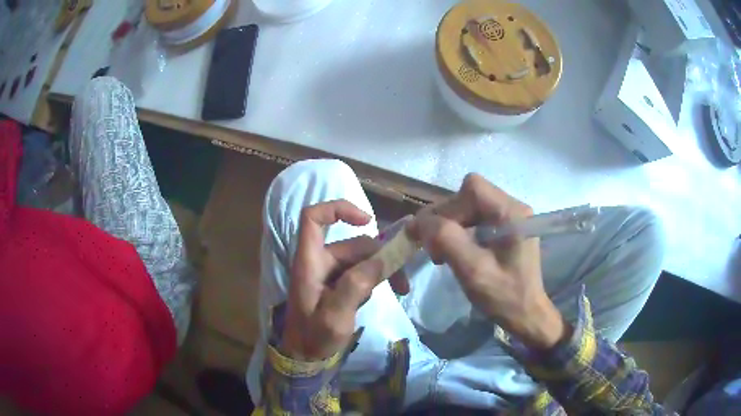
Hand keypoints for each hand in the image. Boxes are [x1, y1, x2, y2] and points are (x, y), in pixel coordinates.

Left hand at [282, 200, 401, 360]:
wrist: (306, 357)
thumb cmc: (314, 338)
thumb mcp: (334, 316)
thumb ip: (354, 286)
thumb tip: (381, 259)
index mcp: (309, 262)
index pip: (313, 218)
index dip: (338, 210)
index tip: (367, 221)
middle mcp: (319, 262)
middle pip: (352, 244)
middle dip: (380, 257)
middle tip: (402, 281)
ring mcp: (330, 273)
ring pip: (361, 259)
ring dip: (383, 270)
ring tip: (401, 289)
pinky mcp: (338, 285)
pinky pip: (361, 272)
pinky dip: (376, 279)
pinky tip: (385, 294)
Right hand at [409, 174, 568, 349]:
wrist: (526, 314)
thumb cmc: (504, 296)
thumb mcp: (473, 270)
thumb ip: (447, 240)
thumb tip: (420, 220)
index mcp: (511, 212)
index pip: (472, 189)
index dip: (447, 207)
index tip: (431, 235)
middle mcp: (513, 206)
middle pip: (470, 195)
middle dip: (447, 217)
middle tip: (432, 247)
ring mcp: (511, 216)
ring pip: (470, 205)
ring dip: (451, 225)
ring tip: (441, 251)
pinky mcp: (507, 227)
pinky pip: (476, 218)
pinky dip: (460, 230)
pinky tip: (455, 250)